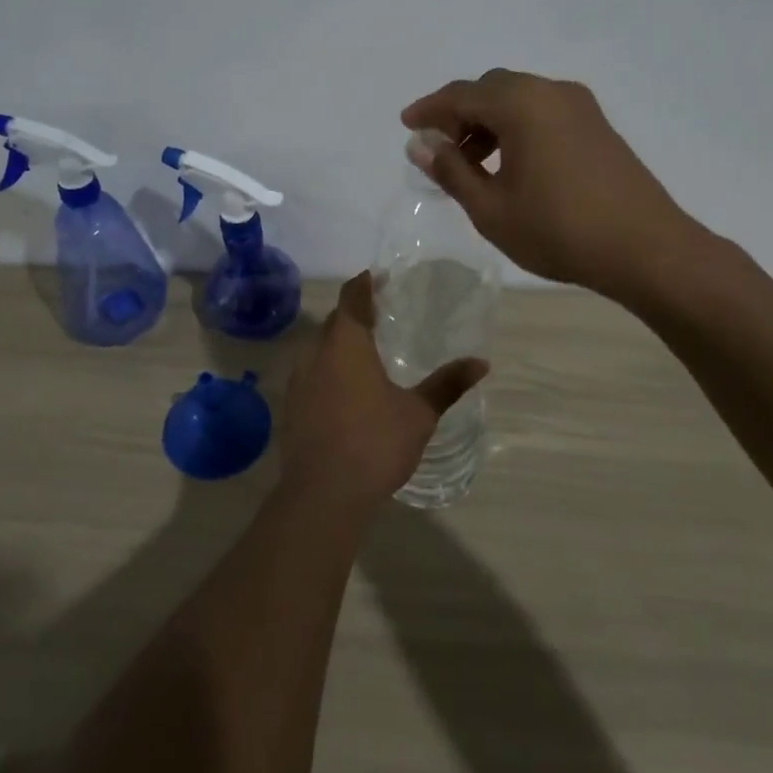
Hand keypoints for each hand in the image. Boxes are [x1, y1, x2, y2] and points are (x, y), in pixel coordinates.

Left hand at [281, 272, 486, 512]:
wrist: (323, 494)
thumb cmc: (375, 443)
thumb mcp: (419, 414)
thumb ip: (447, 384)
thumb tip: (482, 363)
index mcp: (346, 344)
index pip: (351, 298)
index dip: (364, 284)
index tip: (378, 278)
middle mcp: (316, 354)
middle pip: (334, 322)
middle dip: (353, 314)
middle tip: (379, 316)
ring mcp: (298, 381)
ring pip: (319, 349)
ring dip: (339, 344)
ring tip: (365, 353)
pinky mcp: (291, 407)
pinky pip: (310, 374)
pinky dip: (328, 371)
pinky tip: (345, 391)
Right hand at [401, 68, 718, 306]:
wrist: (646, 248)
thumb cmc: (559, 230)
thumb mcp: (491, 208)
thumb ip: (451, 170)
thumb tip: (421, 144)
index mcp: (521, 103)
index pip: (461, 94)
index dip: (429, 109)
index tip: (406, 126)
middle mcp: (551, 91)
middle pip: (491, 88)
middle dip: (459, 113)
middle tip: (439, 148)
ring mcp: (580, 106)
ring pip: (519, 98)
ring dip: (488, 121)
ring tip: (472, 164)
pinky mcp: (597, 124)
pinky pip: (543, 111)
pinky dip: (516, 126)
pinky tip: (511, 164)